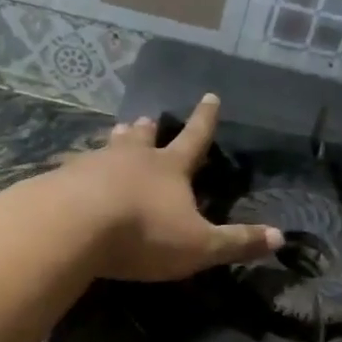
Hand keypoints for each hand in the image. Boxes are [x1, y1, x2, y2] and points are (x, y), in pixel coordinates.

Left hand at [63, 94, 280, 282]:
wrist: (73, 227)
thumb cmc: (144, 234)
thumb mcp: (199, 245)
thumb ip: (236, 242)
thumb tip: (280, 237)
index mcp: (169, 168)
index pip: (194, 139)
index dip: (205, 119)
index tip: (211, 96)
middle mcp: (132, 158)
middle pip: (143, 138)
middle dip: (150, 129)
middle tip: (148, 119)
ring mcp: (93, 165)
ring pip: (109, 147)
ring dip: (116, 141)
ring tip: (116, 133)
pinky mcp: (62, 180)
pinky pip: (75, 169)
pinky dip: (80, 168)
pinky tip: (72, 172)